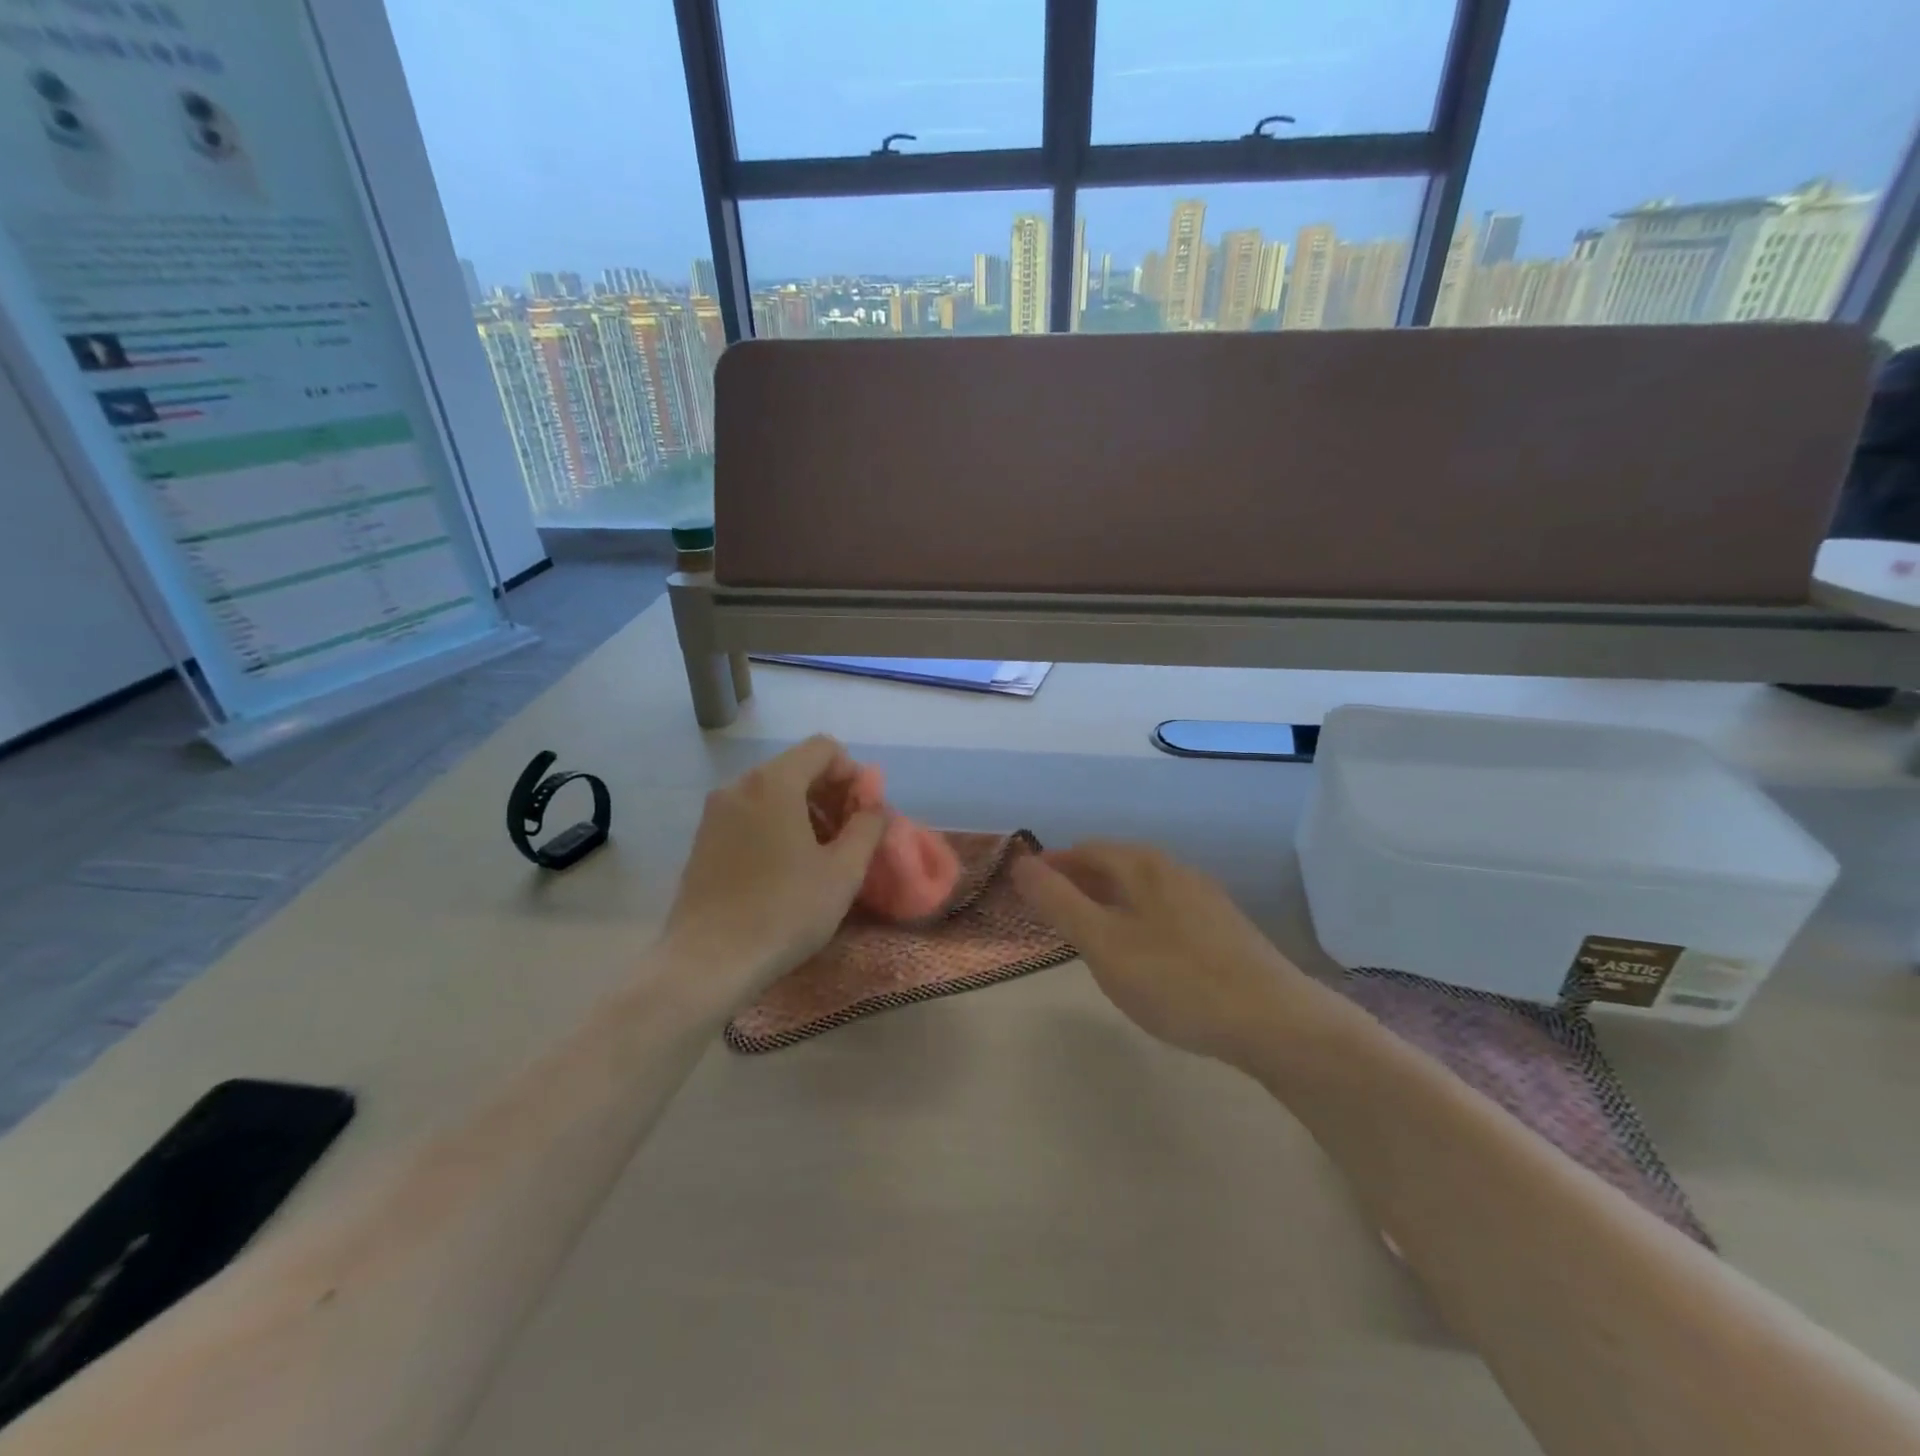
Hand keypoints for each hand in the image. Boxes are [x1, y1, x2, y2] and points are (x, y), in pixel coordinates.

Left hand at [662, 736, 886, 996]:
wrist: (708, 962)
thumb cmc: (784, 911)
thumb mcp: (843, 871)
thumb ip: (867, 826)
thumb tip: (874, 803)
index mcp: (774, 783)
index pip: (824, 748)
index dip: (853, 774)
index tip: (864, 814)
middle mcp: (740, 785)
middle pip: (797, 767)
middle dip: (832, 793)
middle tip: (850, 837)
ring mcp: (716, 812)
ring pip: (773, 792)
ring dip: (806, 810)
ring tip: (822, 855)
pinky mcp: (704, 839)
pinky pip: (751, 813)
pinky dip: (778, 824)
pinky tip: (788, 867)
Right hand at [1012, 841, 1306, 1062]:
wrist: (1274, 1021)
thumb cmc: (1176, 979)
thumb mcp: (1103, 943)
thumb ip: (1059, 902)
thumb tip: (1021, 863)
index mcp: (1143, 865)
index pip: (1084, 850)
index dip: (1051, 866)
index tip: (1025, 890)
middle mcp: (1174, 870)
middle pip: (1114, 866)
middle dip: (1078, 884)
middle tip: (1049, 916)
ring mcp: (1203, 898)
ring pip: (1140, 890)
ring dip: (1107, 903)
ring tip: (1087, 936)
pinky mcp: (1223, 929)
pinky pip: (1163, 912)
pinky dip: (1135, 921)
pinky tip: (1139, 955)